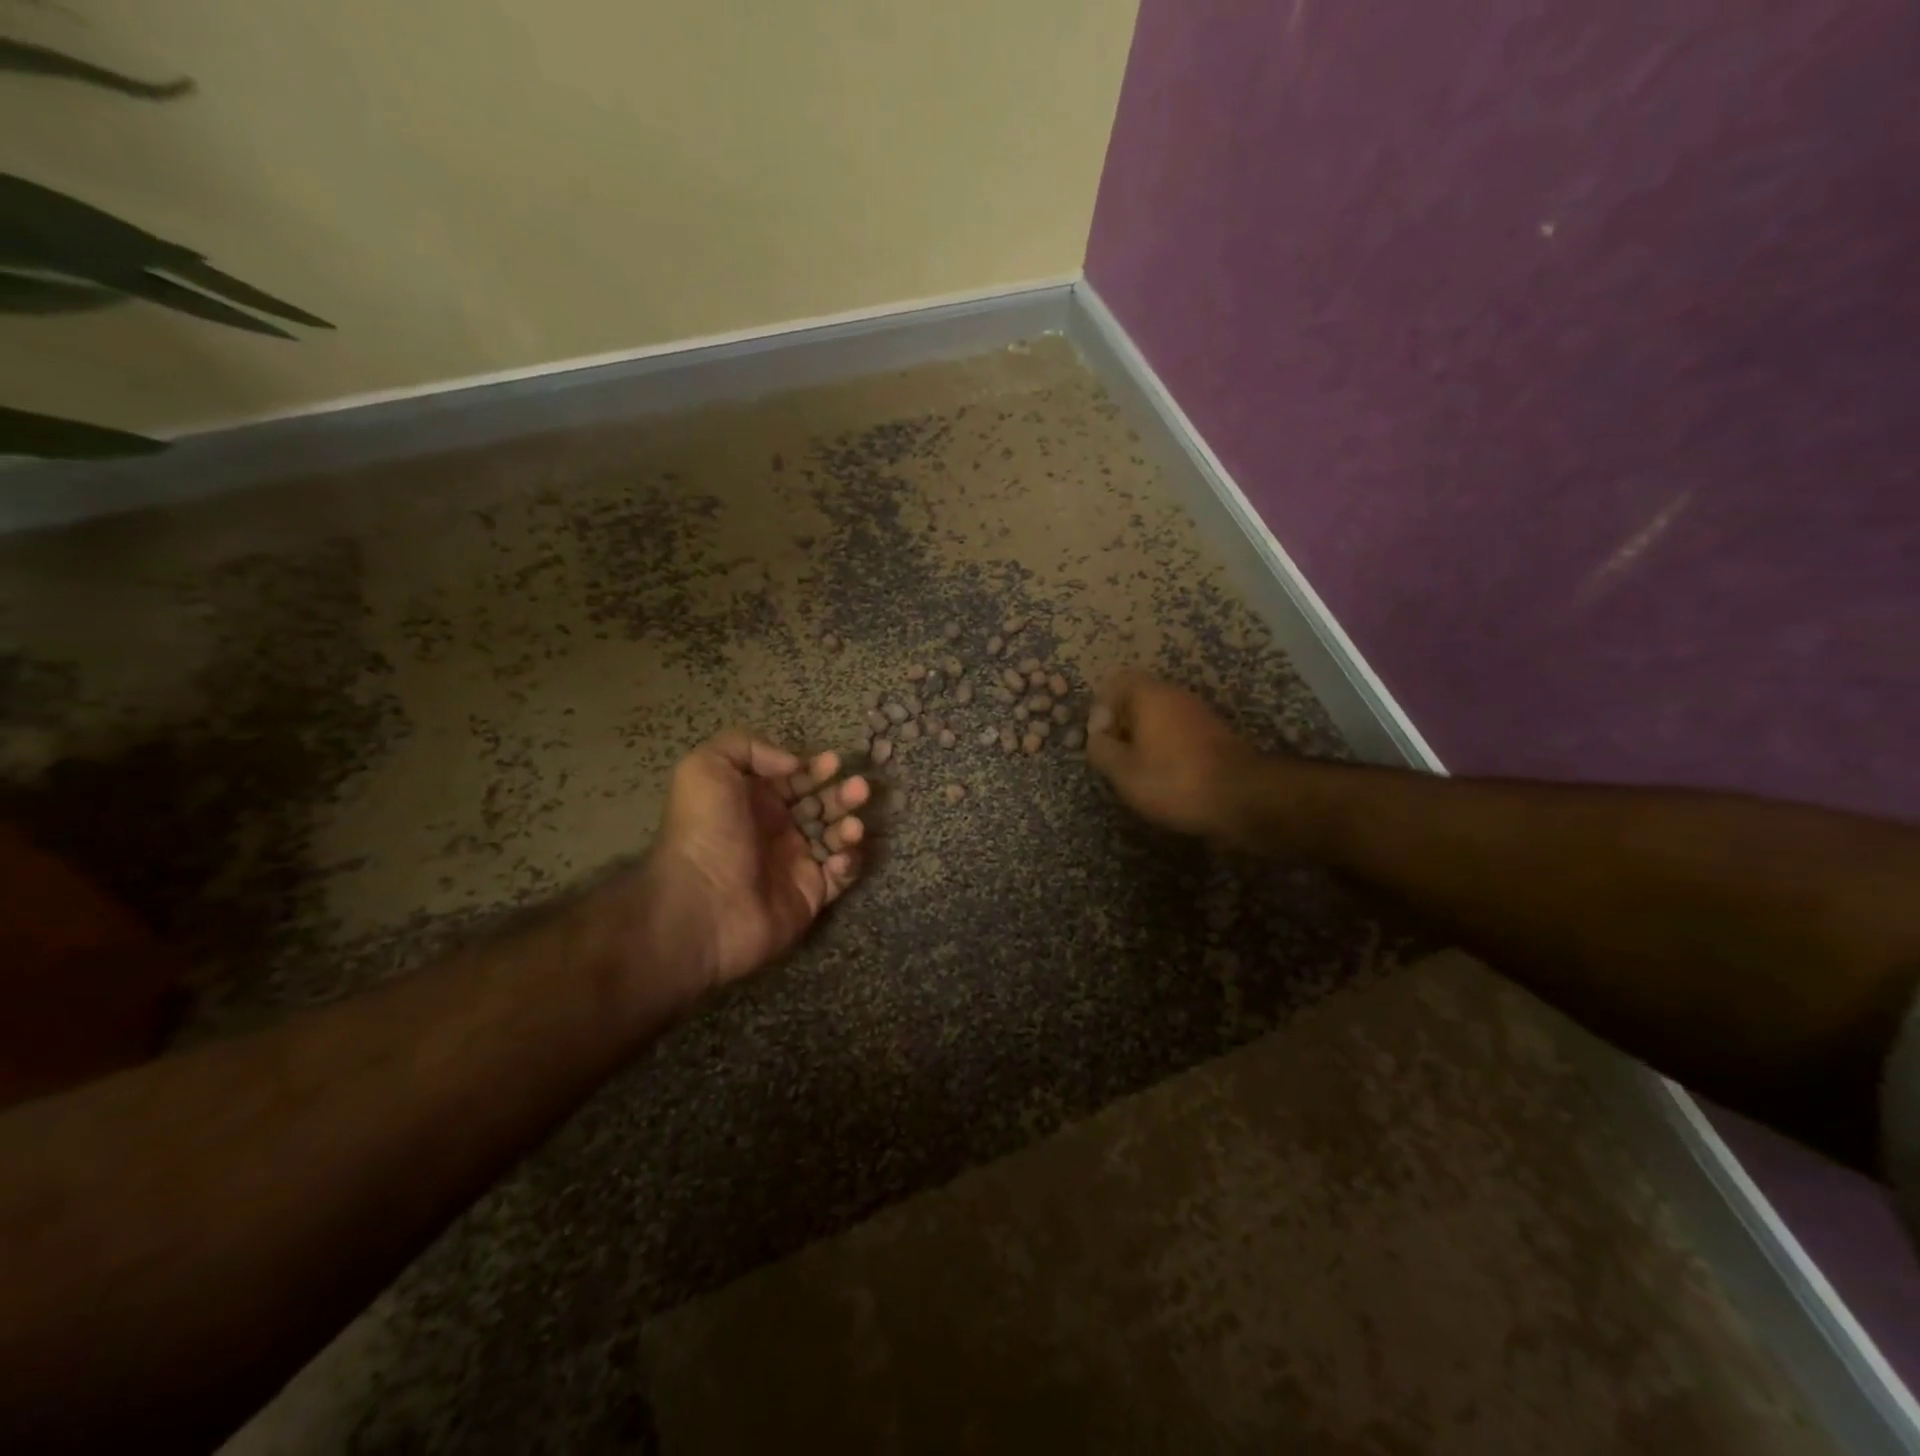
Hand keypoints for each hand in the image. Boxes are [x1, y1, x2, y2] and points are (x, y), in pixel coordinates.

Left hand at [611, 730, 867, 1007]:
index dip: (815, 769)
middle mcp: (776, 830)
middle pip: (821, 805)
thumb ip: (748, 747)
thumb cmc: (705, 833)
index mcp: (753, 801)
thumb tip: (794, 763)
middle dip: (843, 794)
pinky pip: (841, 875)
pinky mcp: (811, 895)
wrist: (702, 907)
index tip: (834, 763)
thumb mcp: (705, 769)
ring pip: (835, 837)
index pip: (794, 779)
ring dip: (849, 826)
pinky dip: (849, 863)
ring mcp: (795, 864)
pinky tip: (841, 857)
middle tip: (860, 788)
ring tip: (853, 826)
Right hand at [1086, 670, 1262, 841]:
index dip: (1099, 711)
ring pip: (1157, 717)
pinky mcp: (1213, 734)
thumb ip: (1101, 750)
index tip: (1101, 742)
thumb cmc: (1174, 780)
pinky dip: (1165, 749)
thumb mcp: (1123, 772)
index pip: (1113, 683)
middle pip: (1135, 700)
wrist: (1243, 797)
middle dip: (1120, 727)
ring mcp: (1198, 713)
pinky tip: (1166, 778)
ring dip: (1142, 740)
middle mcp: (1175, 695)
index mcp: (1149, 695)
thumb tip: (1096, 739)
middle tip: (1116, 760)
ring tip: (1138, 772)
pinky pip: (1177, 732)